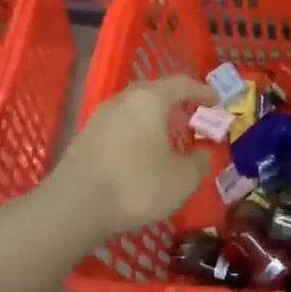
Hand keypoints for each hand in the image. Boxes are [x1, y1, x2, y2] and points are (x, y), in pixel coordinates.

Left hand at [46, 76, 214, 241]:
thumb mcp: (182, 180)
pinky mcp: (84, 138)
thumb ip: (200, 163)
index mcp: (150, 100)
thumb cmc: (136, 185)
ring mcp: (100, 117)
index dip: (202, 91)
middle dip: (175, 102)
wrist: (74, 208)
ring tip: (167, 136)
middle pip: (154, 92)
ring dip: (152, 118)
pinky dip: (135, 133)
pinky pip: (118, 126)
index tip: (216, 100)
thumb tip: (202, 153)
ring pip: (133, 109)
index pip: (182, 84)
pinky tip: (140, 154)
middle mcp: (123, 100)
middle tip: (191, 115)